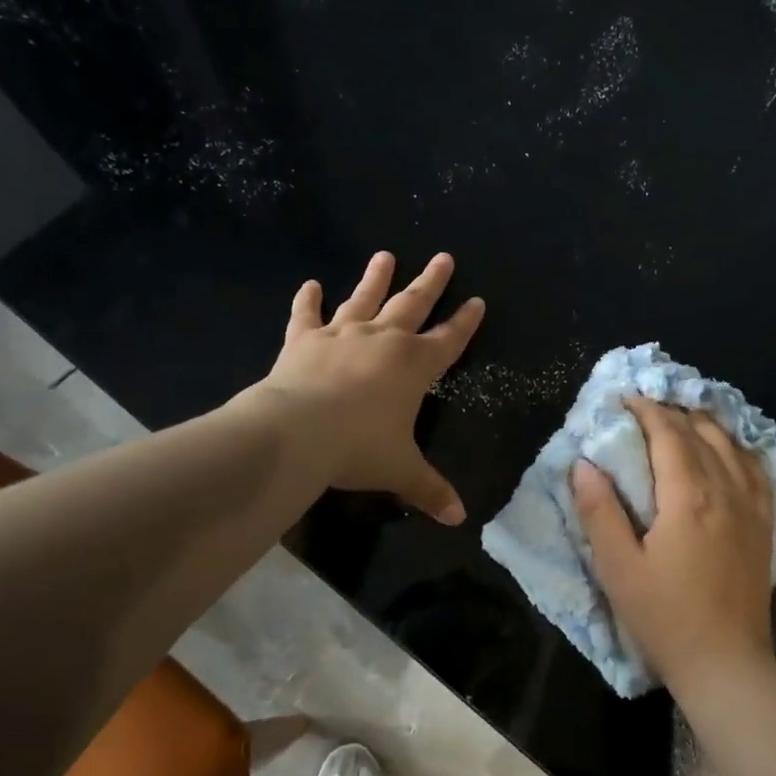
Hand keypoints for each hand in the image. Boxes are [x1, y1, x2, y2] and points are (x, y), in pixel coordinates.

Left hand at [238, 251, 483, 523]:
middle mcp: (383, 341)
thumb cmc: (359, 449)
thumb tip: (459, 519)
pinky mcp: (304, 341)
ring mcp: (341, 335)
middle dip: (431, 282)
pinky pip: (307, 316)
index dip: (466, 322)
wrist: (298, 433)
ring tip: (385, 255)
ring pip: (365, 299)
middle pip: (413, 304)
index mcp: (414, 365)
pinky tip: (311, 285)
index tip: (478, 301)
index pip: (450, 340)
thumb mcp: (401, 471)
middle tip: (443, 257)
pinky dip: (308, 301)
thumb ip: (431, 490)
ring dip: (376, 278)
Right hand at [571, 398, 775, 691]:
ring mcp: (751, 507)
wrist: (726, 663)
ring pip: (732, 446)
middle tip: (646, 406)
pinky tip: (729, 451)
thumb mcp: (618, 569)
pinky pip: (756, 471)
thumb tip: (584, 464)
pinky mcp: (764, 525)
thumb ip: (600, 512)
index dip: (646, 411)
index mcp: (689, 496)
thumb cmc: (665, 617)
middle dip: (672, 412)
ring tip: (683, 418)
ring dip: (705, 424)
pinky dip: (738, 449)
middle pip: (701, 433)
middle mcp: (725, 490)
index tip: (625, 399)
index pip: (669, 435)